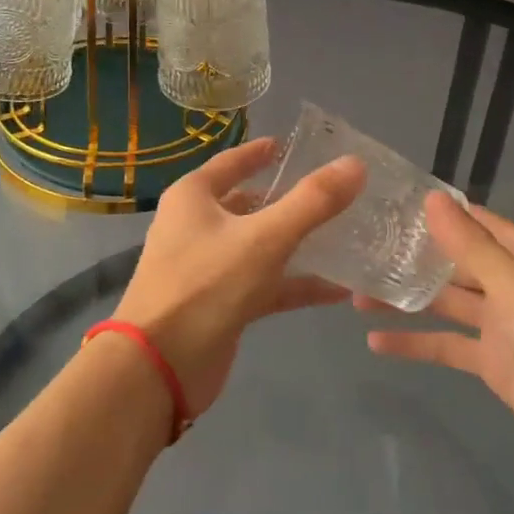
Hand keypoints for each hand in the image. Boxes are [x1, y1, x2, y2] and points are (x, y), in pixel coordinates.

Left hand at [110, 138, 364, 416]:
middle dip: (287, 200)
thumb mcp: (264, 238)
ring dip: (297, 243)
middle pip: (249, 204)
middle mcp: (197, 226)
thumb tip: (355, 164)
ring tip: (345, 236)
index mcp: (194, 197)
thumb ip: (312, 202)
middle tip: (333, 192)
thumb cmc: (205, 285)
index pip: (232, 162)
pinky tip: (338, 290)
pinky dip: (296, 284)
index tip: (289, 146)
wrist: (159, 368)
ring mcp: (208, 267)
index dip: (260, 153)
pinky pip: (265, 285)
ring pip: (260, 246)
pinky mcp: (222, 304)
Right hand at [359, 195, 513, 485]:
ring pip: (441, 303)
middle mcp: (505, 283)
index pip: (468, 221)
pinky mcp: (492, 364)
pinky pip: (446, 346)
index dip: (428, 212)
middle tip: (354, 251)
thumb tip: (431, 199)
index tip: (382, 205)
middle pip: (449, 262)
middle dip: (407, 256)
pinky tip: (376, 342)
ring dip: (403, 299)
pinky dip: (414, 343)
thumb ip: (472, 248)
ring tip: (352, 294)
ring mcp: (498, 326)